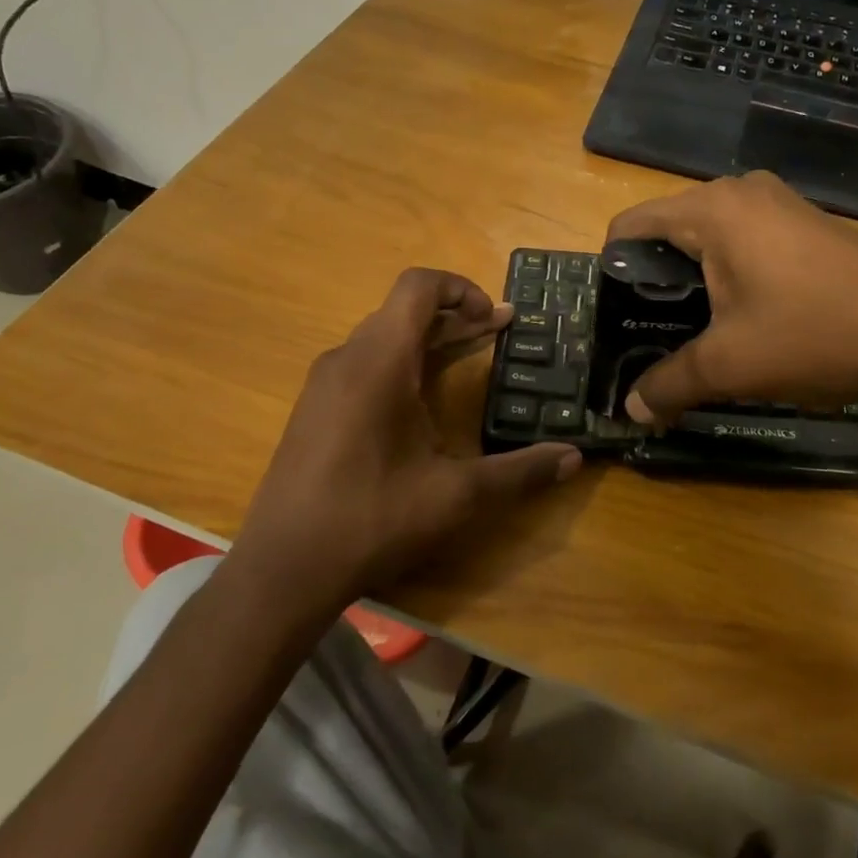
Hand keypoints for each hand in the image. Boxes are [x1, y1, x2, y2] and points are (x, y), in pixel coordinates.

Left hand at [240, 268, 580, 595]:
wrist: (282, 570)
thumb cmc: (371, 519)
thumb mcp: (456, 496)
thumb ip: (519, 472)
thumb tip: (574, 458)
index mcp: (379, 362)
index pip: (418, 287)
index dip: (461, 288)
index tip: (496, 318)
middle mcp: (347, 359)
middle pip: (404, 311)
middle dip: (456, 315)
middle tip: (500, 333)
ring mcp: (325, 384)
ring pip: (383, 337)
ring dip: (429, 339)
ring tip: (470, 356)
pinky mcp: (315, 409)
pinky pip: (365, 363)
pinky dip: (403, 362)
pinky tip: (422, 401)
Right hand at [606, 172, 857, 421]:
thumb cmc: (815, 335)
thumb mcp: (730, 367)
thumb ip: (669, 384)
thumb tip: (632, 411)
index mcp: (712, 209)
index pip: (630, 225)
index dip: (613, 272)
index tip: (618, 318)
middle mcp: (742, 191)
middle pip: (669, 229)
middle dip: (655, 280)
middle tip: (656, 333)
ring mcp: (781, 203)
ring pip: (710, 236)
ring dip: (695, 279)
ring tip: (700, 330)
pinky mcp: (808, 222)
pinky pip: (747, 239)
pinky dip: (732, 272)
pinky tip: (748, 316)